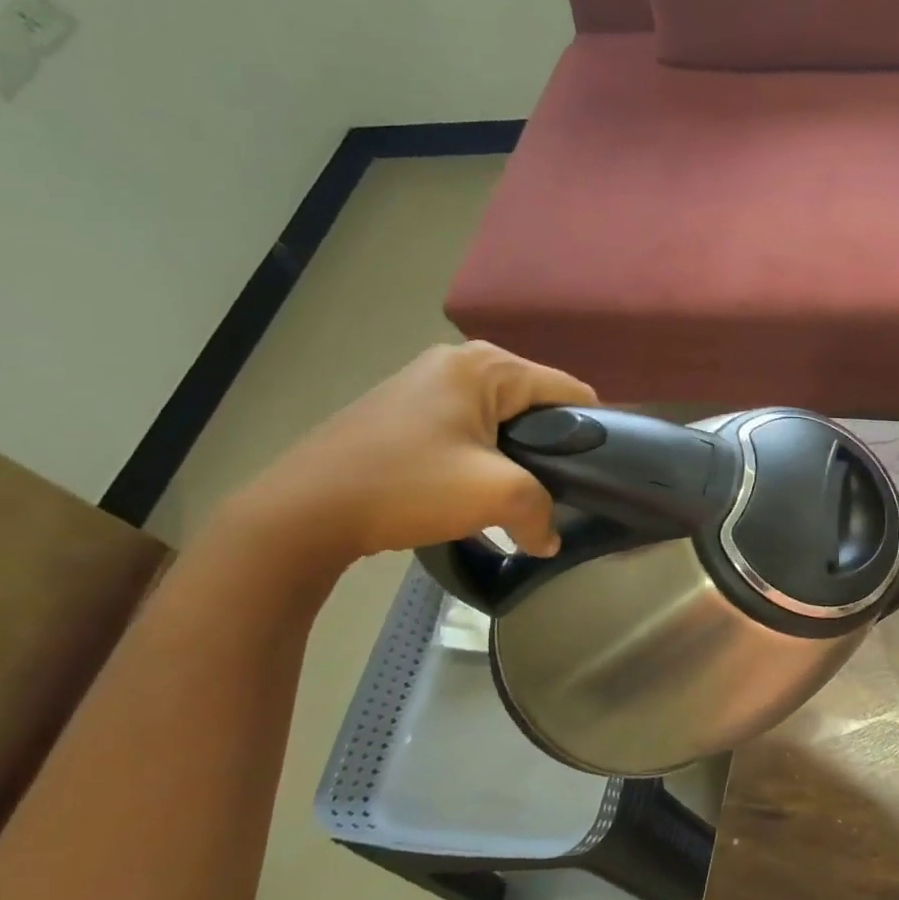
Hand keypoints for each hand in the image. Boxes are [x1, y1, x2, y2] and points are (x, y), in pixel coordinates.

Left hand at [228, 341, 596, 565]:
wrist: (301, 511)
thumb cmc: (407, 486)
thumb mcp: (496, 496)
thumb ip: (543, 513)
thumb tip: (548, 539)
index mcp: (486, 365)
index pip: (570, 390)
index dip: (593, 432)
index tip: (597, 473)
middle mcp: (458, 360)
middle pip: (536, 402)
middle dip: (550, 446)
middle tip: (553, 490)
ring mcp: (425, 382)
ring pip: (502, 417)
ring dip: (516, 454)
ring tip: (514, 493)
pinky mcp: (404, 408)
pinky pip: (469, 425)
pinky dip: (483, 454)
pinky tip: (472, 487)